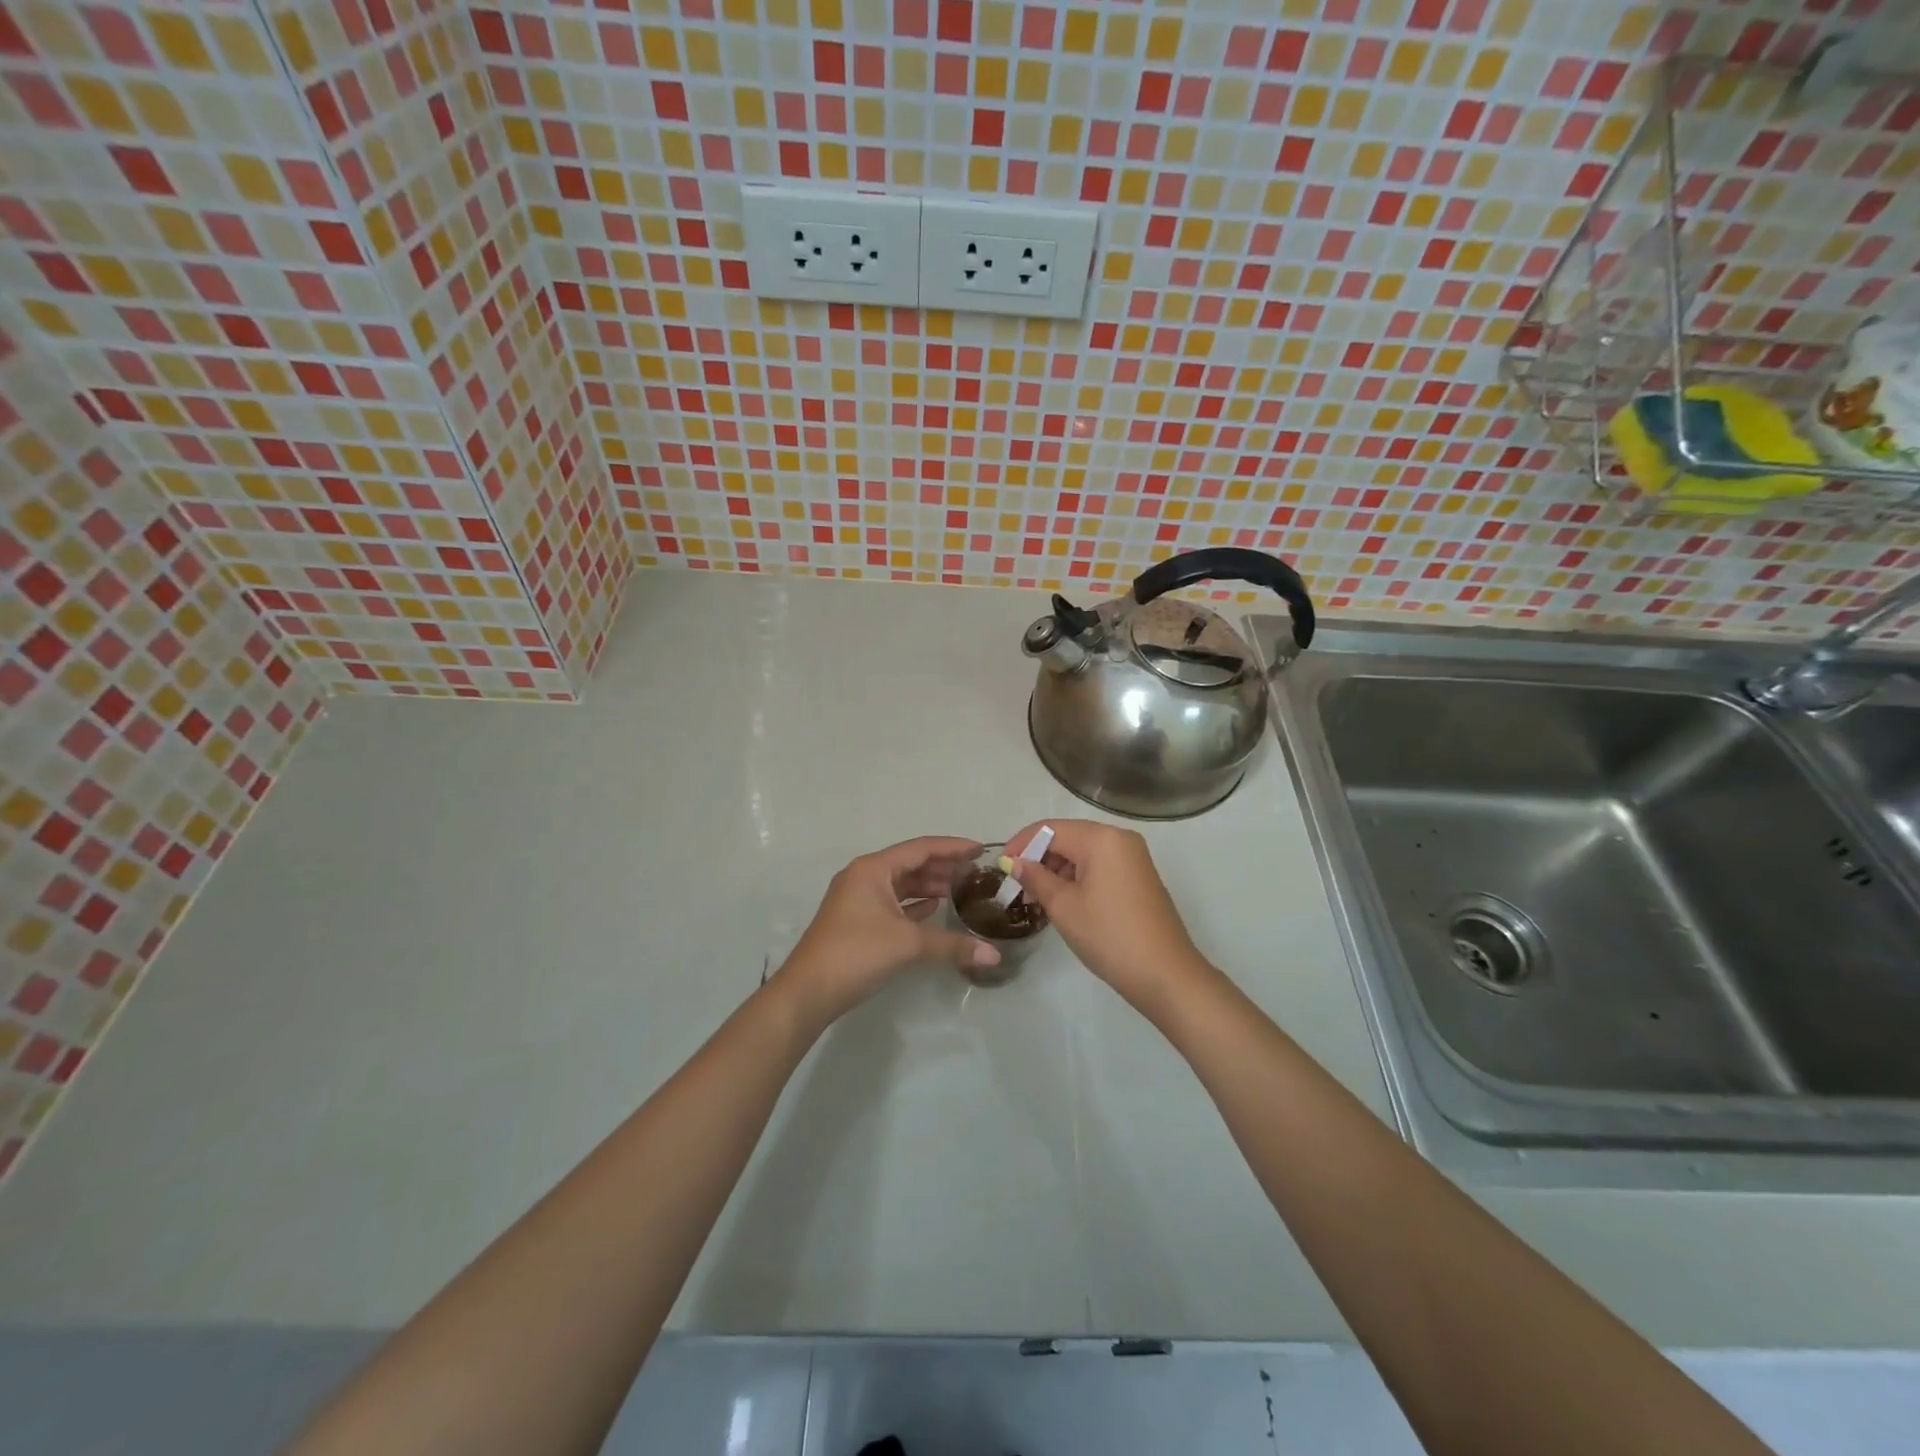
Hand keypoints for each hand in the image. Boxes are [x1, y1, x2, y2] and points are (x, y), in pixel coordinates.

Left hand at [775, 836, 999, 1024]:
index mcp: (873, 869)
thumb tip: (994, 956)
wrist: (808, 992)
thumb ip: (952, 945)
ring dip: (929, 885)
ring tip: (961, 890)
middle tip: (976, 872)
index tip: (980, 850)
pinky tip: (934, 910)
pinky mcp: (856, 920)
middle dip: (943, 867)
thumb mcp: (908, 945)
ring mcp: (857, 899)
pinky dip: (914, 904)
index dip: (952, 848)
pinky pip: (892, 902)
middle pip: (910, 864)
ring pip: (900, 884)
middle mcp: (864, 876)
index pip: (920, 848)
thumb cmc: (856, 954)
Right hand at [1005, 820, 1212, 1014]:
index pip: (1050, 829)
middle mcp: (1120, 838)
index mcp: (1101, 838)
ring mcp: (1133, 858)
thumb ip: (1035, 878)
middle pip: (1067, 838)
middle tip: (1016, 888)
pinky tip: (1062, 902)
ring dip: (1057, 871)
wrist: (1165, 975)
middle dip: (1038, 859)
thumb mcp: (1064, 906)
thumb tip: (1014, 862)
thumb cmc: (1109, 936)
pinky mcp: (1139, 877)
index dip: (1021, 844)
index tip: (1000, 867)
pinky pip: (1099, 866)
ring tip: (1036, 900)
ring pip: (1083, 853)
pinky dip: (1077, 878)